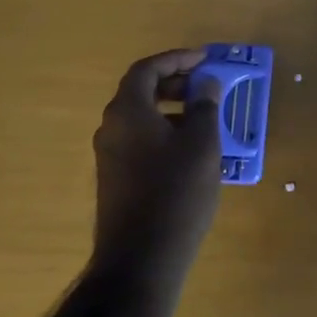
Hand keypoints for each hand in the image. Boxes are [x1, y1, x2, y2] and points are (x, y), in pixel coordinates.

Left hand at [91, 49, 224, 278]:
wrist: (141, 258)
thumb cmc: (176, 191)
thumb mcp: (201, 143)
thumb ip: (204, 106)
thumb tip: (205, 84)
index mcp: (128, 111)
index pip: (147, 69)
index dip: (177, 59)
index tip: (205, 59)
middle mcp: (111, 128)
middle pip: (141, 91)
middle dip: (175, 83)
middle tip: (206, 86)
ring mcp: (110, 156)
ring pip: (142, 118)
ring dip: (172, 110)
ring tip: (206, 119)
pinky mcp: (116, 179)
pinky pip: (141, 141)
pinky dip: (165, 133)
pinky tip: (192, 152)